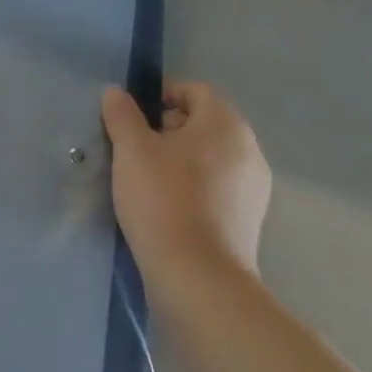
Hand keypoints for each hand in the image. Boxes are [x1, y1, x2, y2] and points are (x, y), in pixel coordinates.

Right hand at [103, 81, 271, 278]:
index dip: (162, 95)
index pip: (194, 90)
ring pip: (210, 157)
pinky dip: (194, 188)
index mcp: (226, 124)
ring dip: (180, 160)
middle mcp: (249, 150)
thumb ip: (122, 114)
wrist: (199, 281)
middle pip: (204, 123)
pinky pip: (217, 187)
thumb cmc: (164, 199)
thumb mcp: (131, 148)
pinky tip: (168, 207)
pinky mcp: (249, 222)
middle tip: (136, 148)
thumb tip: (117, 94)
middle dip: (169, 129)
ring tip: (147, 180)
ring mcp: (254, 189)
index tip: (133, 118)